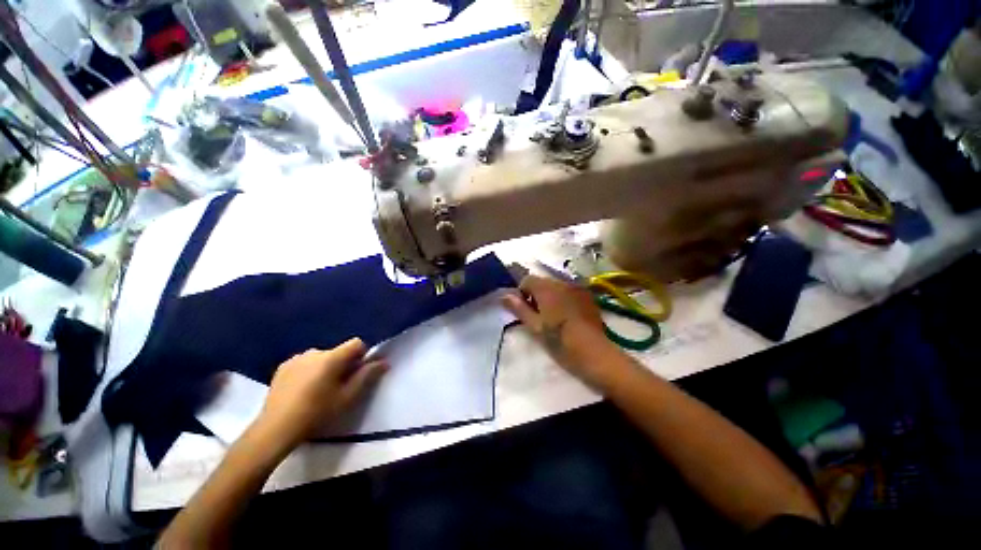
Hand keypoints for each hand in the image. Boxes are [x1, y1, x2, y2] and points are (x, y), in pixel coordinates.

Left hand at [257, 338, 386, 449]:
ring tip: (318, 390)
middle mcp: (314, 352)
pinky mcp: (282, 367)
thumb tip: (384, 362)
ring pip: (322, 357)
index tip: (356, 373)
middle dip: (343, 364)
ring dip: (325, 367)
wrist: (275, 429)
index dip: (361, 355)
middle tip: (338, 387)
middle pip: (339, 351)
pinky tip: (302, 390)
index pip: (356, 343)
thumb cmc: (316, 413)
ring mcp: (296, 358)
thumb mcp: (347, 397)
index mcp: (331, 358)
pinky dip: (309, 370)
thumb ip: (367, 376)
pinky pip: (305, 362)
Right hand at [502, 275, 618, 387]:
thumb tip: (504, 295)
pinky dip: (564, 299)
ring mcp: (577, 288)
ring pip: (556, 287)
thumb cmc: (560, 340)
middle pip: (542, 282)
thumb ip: (519, 308)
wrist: (594, 353)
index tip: (525, 310)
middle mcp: (562, 282)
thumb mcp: (535, 327)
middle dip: (536, 295)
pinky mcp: (588, 296)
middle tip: (538, 316)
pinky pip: (569, 292)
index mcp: (547, 288)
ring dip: (550, 296)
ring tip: (554, 317)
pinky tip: (568, 316)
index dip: (522, 293)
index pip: (527, 279)